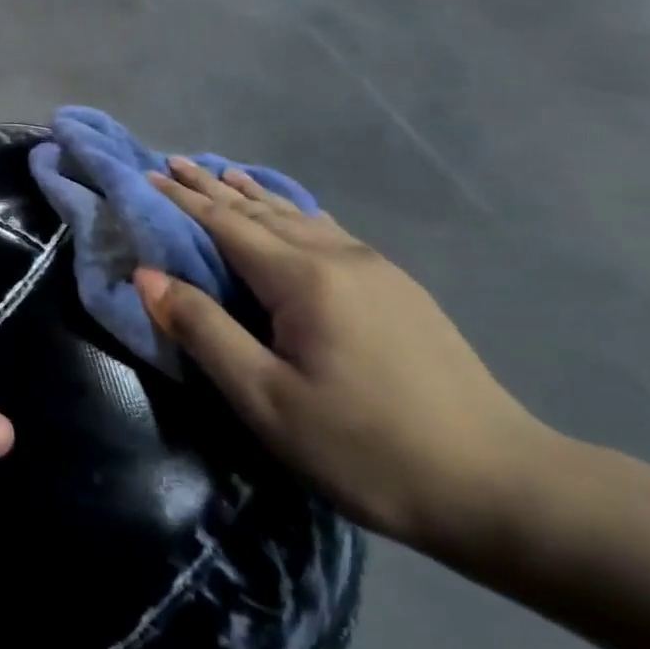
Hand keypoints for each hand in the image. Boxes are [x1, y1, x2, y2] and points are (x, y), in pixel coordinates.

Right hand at [134, 159, 551, 553]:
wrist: (503, 486)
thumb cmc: (366, 447)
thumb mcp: (266, 399)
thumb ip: (203, 330)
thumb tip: (147, 276)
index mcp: (302, 278)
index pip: (225, 224)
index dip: (183, 200)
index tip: (147, 175)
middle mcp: (338, 257)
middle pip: (260, 211)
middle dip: (212, 186)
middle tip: (174, 161)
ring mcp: (376, 270)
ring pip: (299, 216)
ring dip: (254, 194)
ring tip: (224, 172)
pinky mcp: (399, 290)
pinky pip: (329, 231)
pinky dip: (295, 212)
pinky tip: (296, 212)